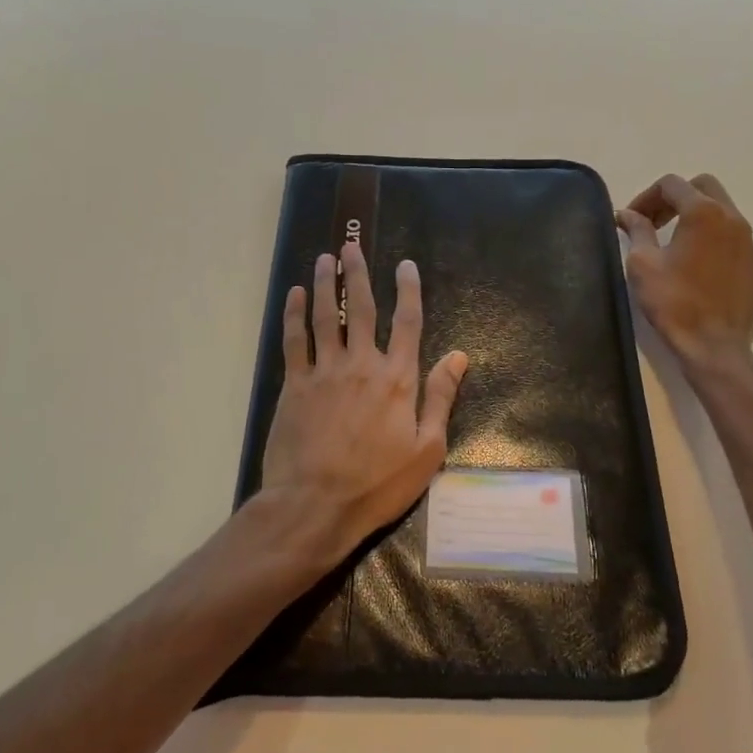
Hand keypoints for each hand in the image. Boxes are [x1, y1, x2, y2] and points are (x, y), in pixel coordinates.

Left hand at [256, 241, 468, 568]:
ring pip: (325, 316)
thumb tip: (459, 356)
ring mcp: (325, 371)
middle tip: (351, 247)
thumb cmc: (377, 484)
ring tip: (325, 259)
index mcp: (398, 379)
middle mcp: (362, 364)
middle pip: (360, 308)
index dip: (408, 290)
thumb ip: (440, 398)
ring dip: (324, 285)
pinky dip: (294, 315)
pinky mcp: (295, 385)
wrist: (316, 505)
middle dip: (358, 274)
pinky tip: (294, 295)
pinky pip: (294, 340)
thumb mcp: (426, 450)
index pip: (408, 322)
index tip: (404, 265)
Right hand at [618, 173, 752, 373]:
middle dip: (678, 198)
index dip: (647, 196)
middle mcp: (735, 220)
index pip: (672, 184)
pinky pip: (739, 245)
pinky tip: (704, 271)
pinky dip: (719, 247)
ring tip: (680, 247)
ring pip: (726, 216)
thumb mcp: (642, 263)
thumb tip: (628, 214)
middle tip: (657, 222)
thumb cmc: (673, 301)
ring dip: (700, 222)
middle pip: (705, 188)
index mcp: (703, 213)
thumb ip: (637, 230)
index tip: (633, 219)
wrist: (714, 347)